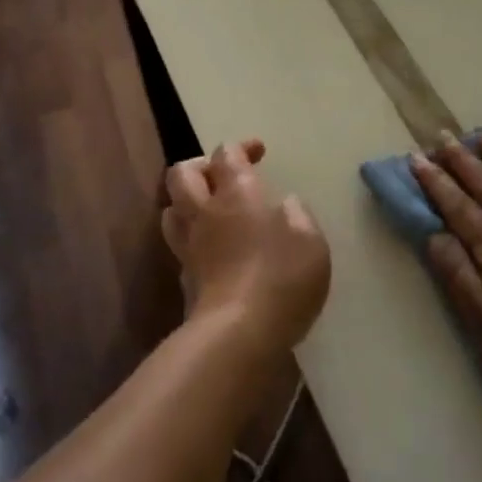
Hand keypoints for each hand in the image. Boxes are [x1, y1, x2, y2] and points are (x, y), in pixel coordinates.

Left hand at [162, 139, 330, 356]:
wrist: (238, 335)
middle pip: (182, 174)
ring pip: (171, 210)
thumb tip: (283, 205)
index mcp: (236, 194)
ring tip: (210, 210)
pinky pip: (180, 247)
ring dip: (187, 202)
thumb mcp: (310, 240)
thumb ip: (297, 215)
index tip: (259, 152)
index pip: (226, 154)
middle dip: (201, 166)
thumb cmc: (281, 277)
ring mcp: (189, 247)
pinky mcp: (185, 280)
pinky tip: (213, 252)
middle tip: (224, 175)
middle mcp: (205, 213)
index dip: (240, 147)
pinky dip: (192, 240)